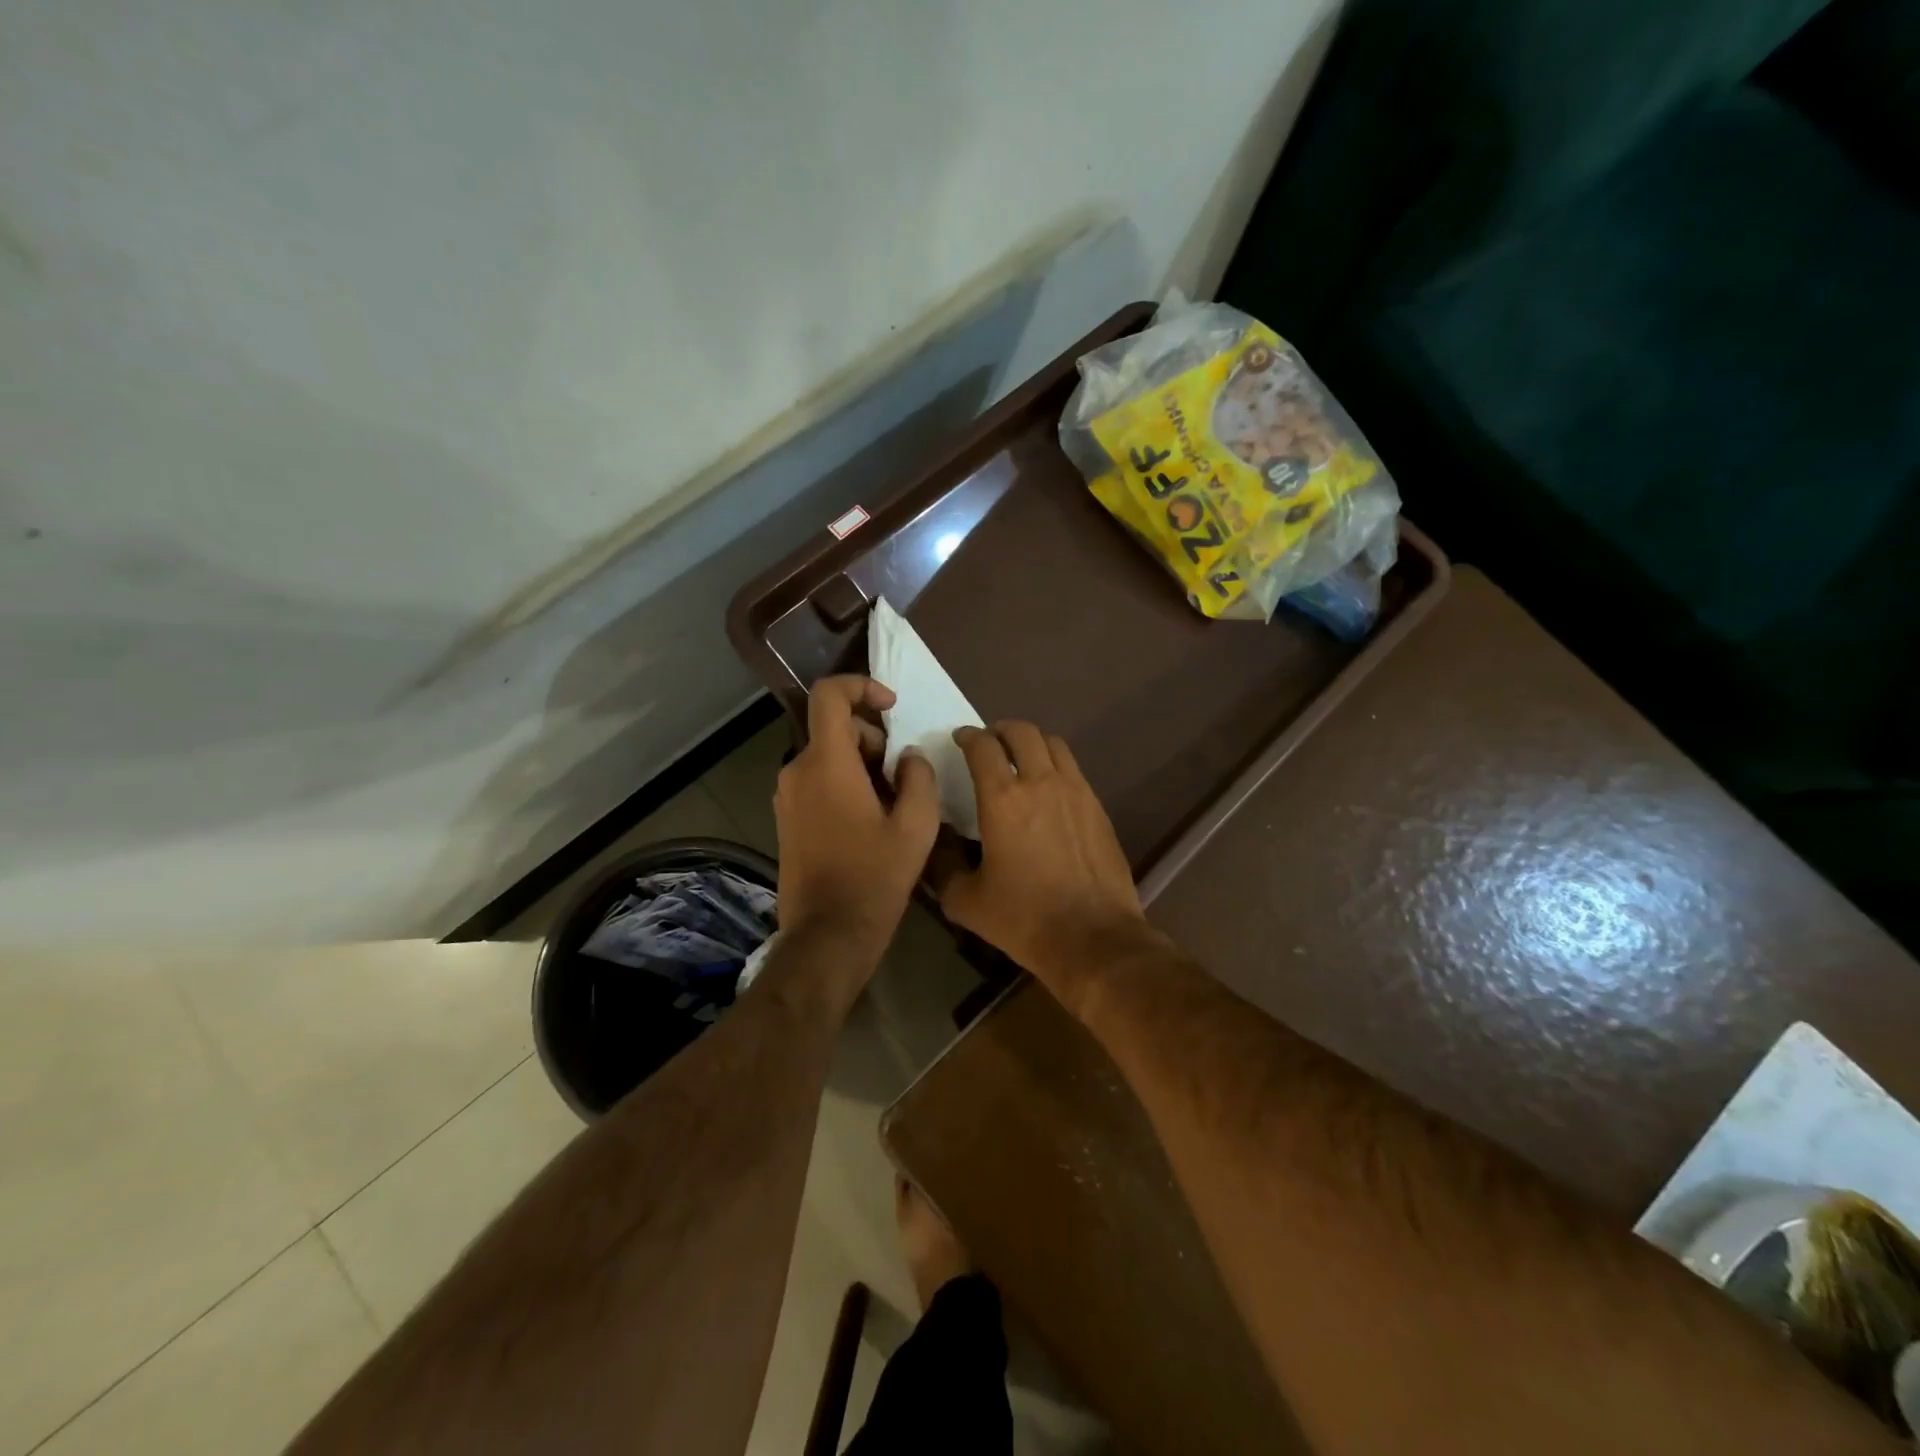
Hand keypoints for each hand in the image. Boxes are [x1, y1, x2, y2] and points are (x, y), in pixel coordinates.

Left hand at [774, 676, 939, 979]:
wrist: (828, 934)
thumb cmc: (874, 877)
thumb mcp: (916, 826)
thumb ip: (919, 777)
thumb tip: (908, 756)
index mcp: (827, 763)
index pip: (829, 694)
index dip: (861, 686)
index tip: (892, 707)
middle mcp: (797, 770)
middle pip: (834, 727)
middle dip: (873, 738)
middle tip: (902, 776)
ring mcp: (787, 795)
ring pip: (827, 755)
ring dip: (862, 764)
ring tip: (891, 804)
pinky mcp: (786, 817)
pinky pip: (817, 780)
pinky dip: (844, 782)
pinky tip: (868, 820)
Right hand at [939, 722, 1153, 1014]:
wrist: (1093, 937)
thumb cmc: (1023, 918)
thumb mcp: (965, 900)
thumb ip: (943, 864)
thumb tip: (936, 840)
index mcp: (1003, 798)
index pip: (982, 746)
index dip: (968, 736)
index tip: (959, 740)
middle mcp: (1041, 782)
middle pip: (1022, 732)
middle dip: (1001, 730)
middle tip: (989, 745)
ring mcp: (1076, 791)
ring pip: (1053, 744)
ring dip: (1032, 743)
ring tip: (1020, 760)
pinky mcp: (1098, 808)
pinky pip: (1074, 770)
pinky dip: (1055, 766)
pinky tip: (1049, 792)